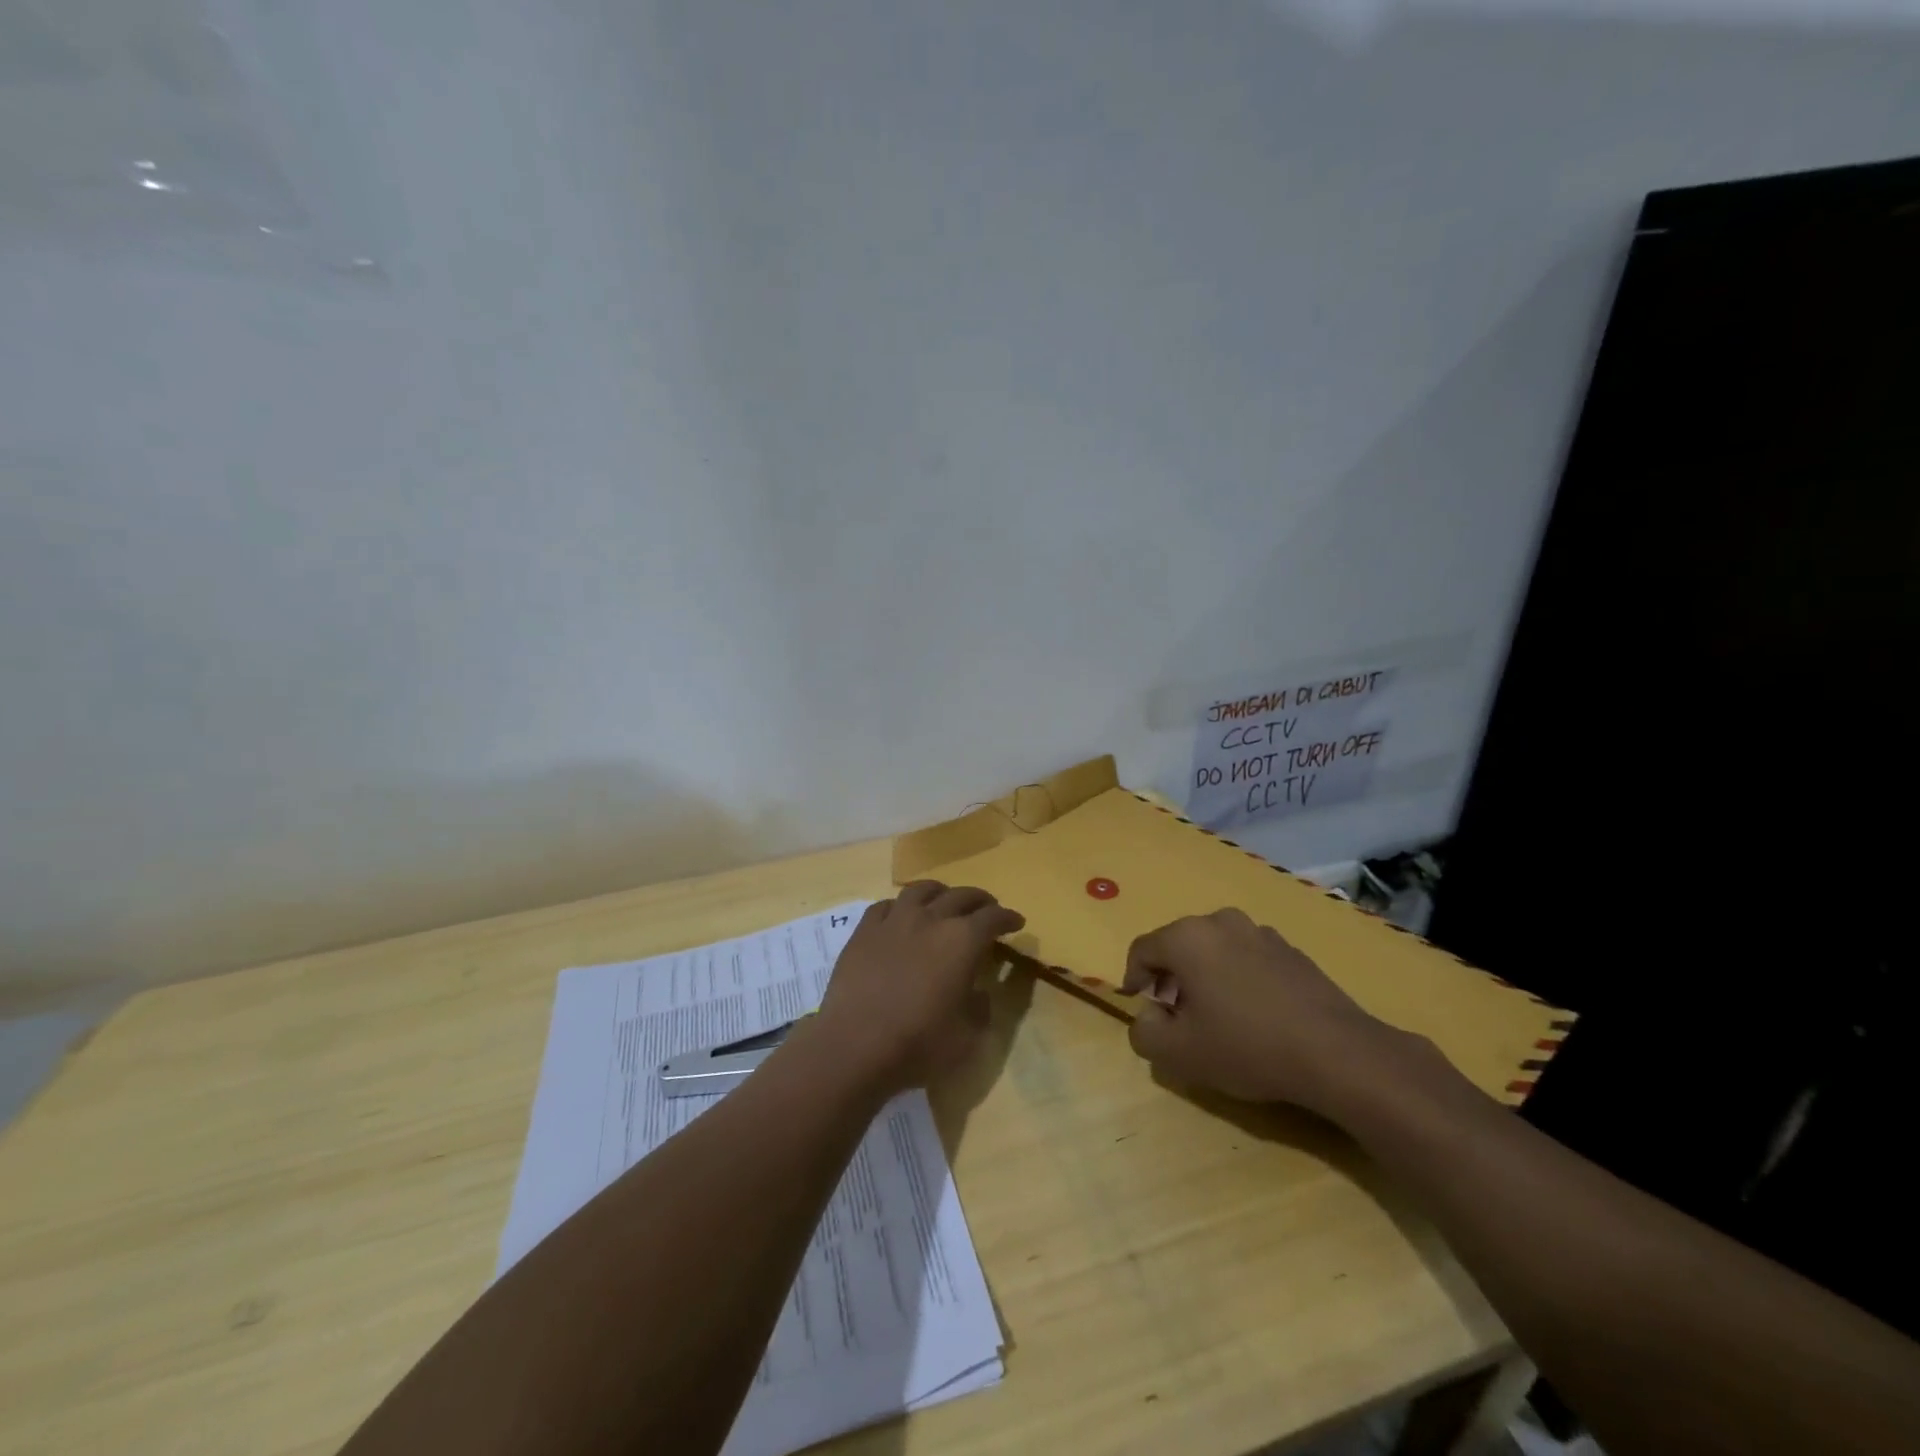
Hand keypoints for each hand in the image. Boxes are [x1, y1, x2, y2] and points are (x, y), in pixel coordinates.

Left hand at [812, 882, 1024, 1094]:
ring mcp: (894, 921)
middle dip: (980, 900)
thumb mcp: (967, 1037)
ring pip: (921, 890)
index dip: (1008, 918)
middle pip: (961, 896)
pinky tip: (900, 915)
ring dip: (940, 892)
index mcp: (962, 941)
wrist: (855, 1045)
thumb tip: (979, 992)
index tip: (1016, 922)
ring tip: (944, 900)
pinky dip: (900, 906)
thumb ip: (980, 1008)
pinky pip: (885, 905)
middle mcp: (931, 919)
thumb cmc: (919, 1043)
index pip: (993, 918)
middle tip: (987, 908)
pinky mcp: (864, 931)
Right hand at [1121, 908, 1405, 1113]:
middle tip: (1174, 1015)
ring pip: (1215, 950)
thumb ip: (1144, 1031)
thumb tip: (1148, 1015)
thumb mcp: (1178, 1052)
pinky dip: (1239, 978)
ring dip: (1206, 976)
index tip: (1137, 1005)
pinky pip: (1248, 959)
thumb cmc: (1247, 1046)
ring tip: (1217, 1016)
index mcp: (1187, 938)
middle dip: (1170, 978)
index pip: (1142, 949)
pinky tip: (1254, 1015)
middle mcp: (1221, 922)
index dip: (1132, 978)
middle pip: (1179, 945)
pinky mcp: (1292, 951)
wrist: (1337, 1053)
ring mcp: (1261, 933)